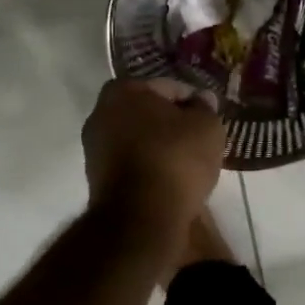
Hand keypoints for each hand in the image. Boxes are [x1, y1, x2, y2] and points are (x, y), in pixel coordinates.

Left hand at [83, 79, 224, 231]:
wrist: (141, 217)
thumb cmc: (175, 159)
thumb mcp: (207, 127)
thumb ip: (206, 108)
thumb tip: (202, 100)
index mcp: (123, 90)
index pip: (169, 87)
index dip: (194, 102)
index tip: (210, 119)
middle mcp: (100, 113)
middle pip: (149, 113)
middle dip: (173, 124)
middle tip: (200, 140)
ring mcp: (94, 147)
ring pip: (139, 139)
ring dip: (161, 147)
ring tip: (188, 164)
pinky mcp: (97, 178)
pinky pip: (133, 164)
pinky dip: (150, 167)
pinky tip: (170, 180)